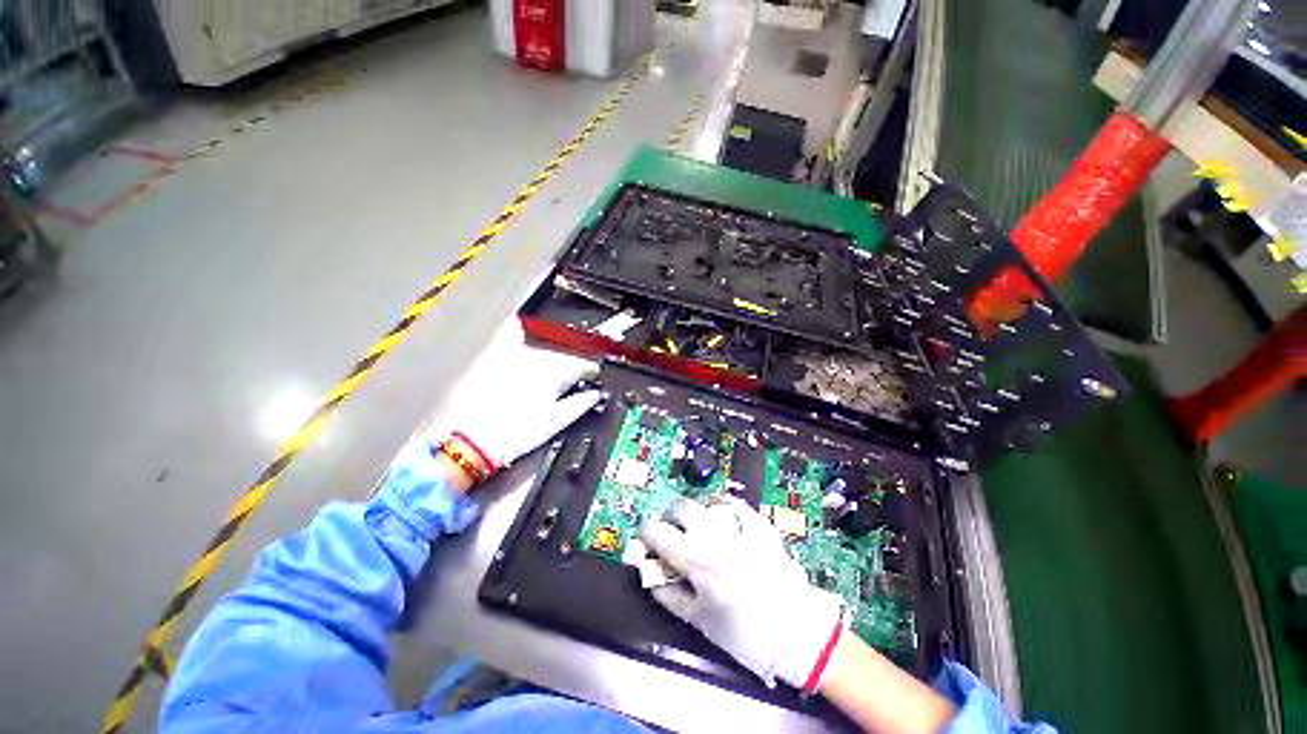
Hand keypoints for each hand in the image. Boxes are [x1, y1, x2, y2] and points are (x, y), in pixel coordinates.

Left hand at [434, 327, 600, 475]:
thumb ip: (579, 404)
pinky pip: (507, 335)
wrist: (473, 440)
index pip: (581, 365)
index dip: (590, 370)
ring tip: (548, 366)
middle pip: (561, 356)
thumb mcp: (556, 422)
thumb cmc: (515, 433)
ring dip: (548, 355)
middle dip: (569, 364)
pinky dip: (515, 331)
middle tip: (571, 378)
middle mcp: (535, 360)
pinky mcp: (493, 359)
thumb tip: (593, 395)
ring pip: (539, 348)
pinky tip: (516, 329)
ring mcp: (512, 358)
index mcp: (554, 374)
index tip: (592, 374)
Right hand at [640, 497, 845, 690]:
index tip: (647, 539)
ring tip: (699, 529)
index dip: (646, 533)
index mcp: (696, 560)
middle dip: (670, 517)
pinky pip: (735, 504)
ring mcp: (740, 527)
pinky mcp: (760, 525)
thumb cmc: (745, 635)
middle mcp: (715, 536)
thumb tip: (646, 571)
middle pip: (680, 507)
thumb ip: (666, 592)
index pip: (657, 531)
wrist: (798, 634)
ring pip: (705, 502)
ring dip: (696, 512)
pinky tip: (722, 518)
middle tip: (673, 533)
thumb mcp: (698, 620)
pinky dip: (723, 507)